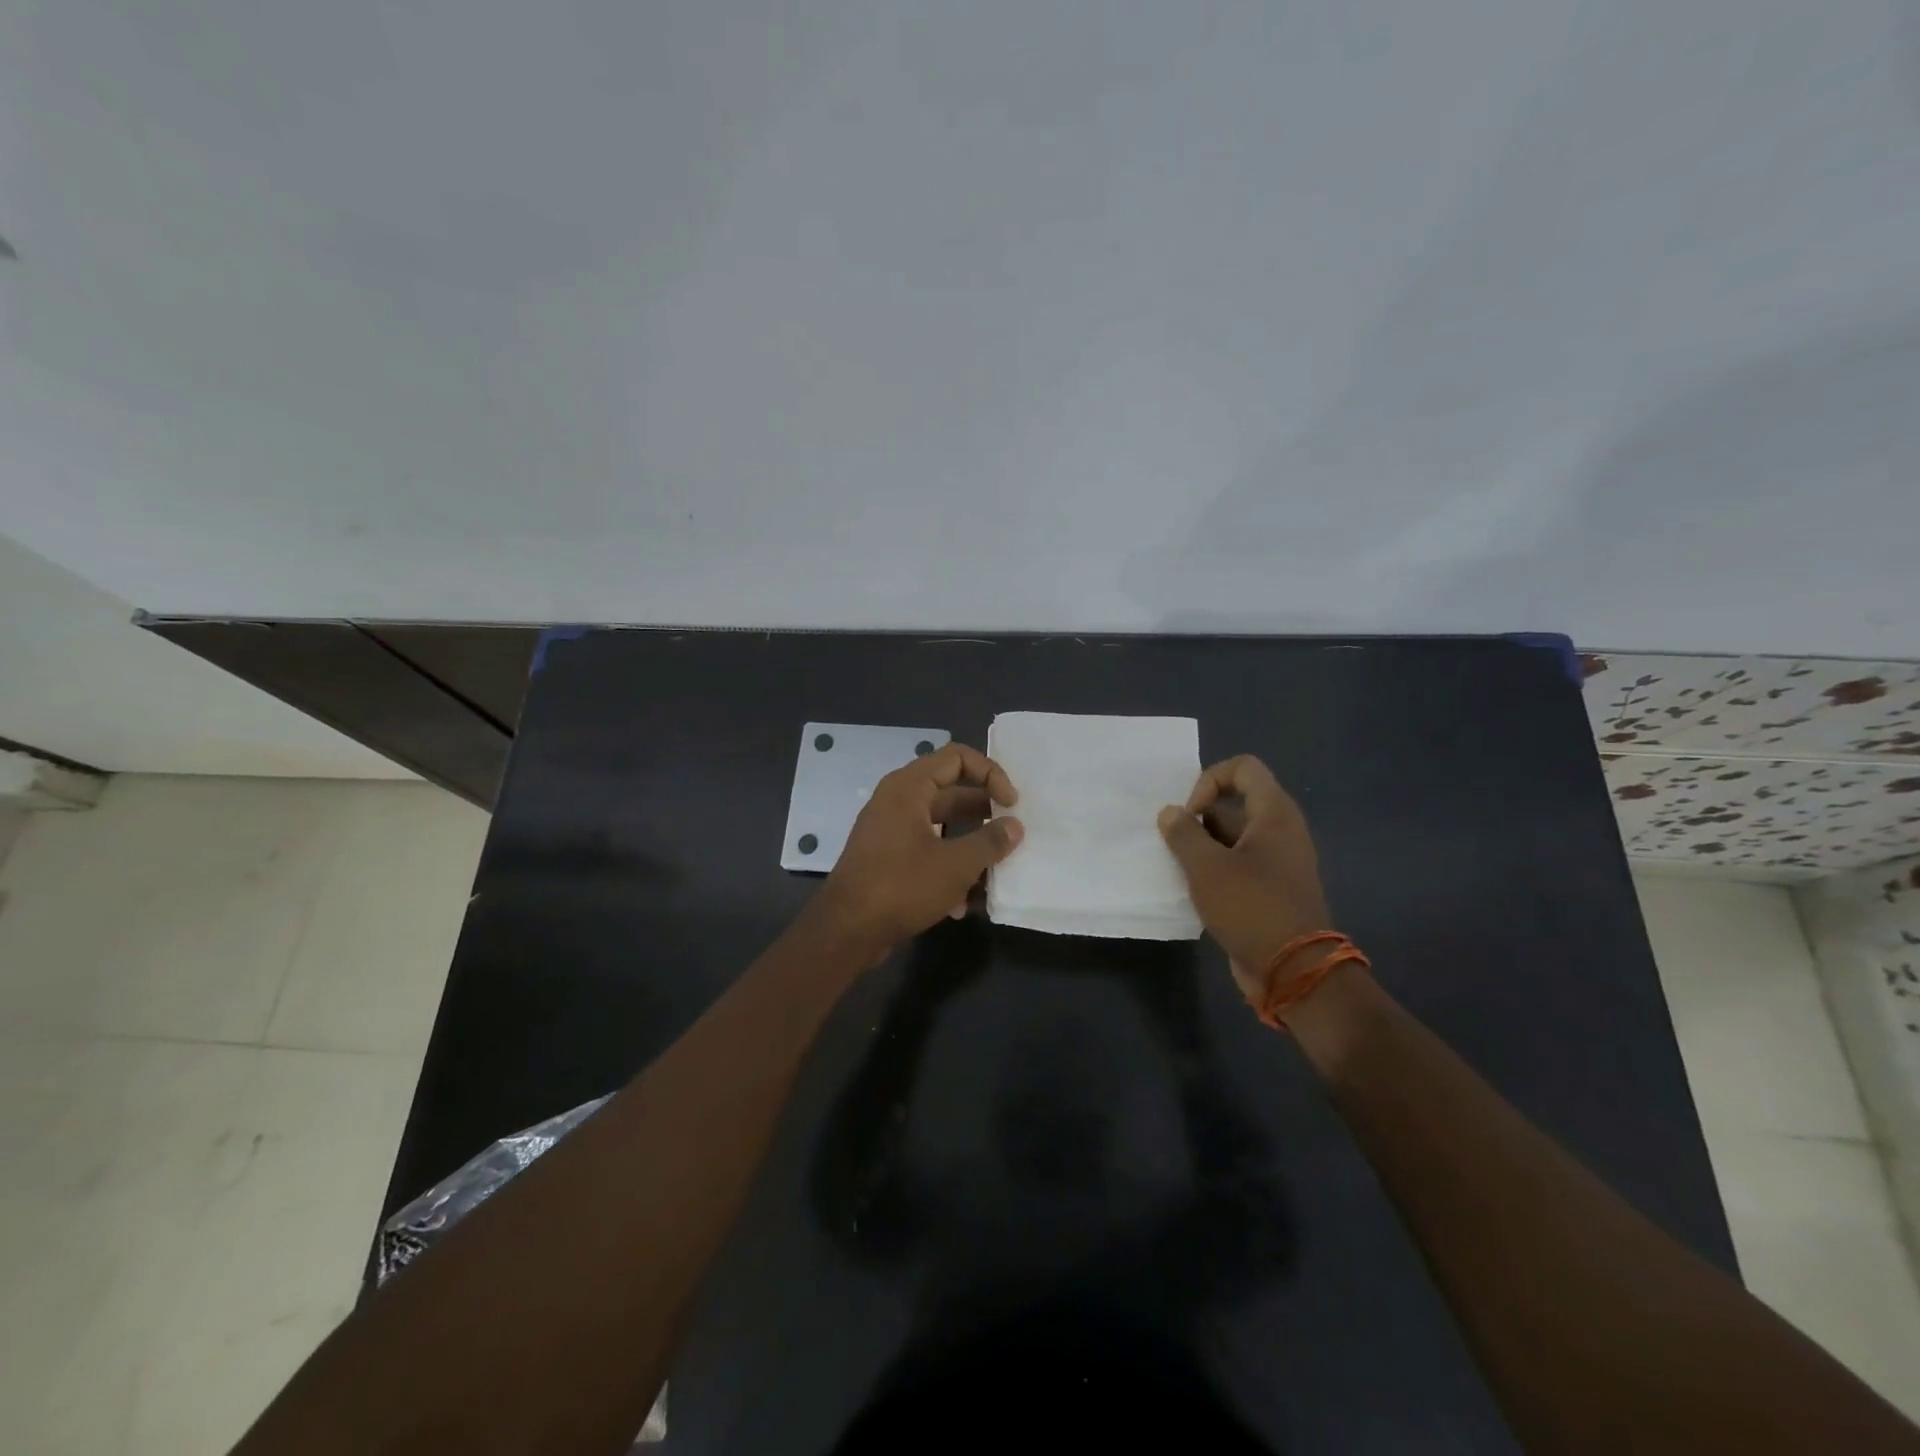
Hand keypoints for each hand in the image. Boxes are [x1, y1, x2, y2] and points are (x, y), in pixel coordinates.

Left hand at [817, 742, 1023, 955]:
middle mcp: (897, 801)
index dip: (991, 773)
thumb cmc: (902, 886)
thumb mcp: (956, 865)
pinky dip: (947, 868)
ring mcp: (890, 831)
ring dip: (969, 846)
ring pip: (941, 827)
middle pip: (951, 792)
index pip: (957, 757)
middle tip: (1011, 832)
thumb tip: (1015, 826)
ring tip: (994, 871)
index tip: (1011, 804)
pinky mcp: (887, 859)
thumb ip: (990, 841)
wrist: (846, 931)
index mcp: (909, 787)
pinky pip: (926, 851)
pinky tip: (962, 903)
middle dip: (984, 812)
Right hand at [1157, 755, 1332, 999]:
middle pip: (1235, 803)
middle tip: (1176, 843)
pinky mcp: (1271, 889)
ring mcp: (1278, 862)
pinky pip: (1238, 864)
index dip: (1210, 780)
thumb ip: (1183, 833)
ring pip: (1233, 836)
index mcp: (1274, 814)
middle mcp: (1281, 831)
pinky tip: (1192, 890)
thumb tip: (1170, 812)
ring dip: (1202, 846)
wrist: (1294, 971)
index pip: (1243, 768)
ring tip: (1178, 868)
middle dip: (1199, 818)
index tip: (1192, 814)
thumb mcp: (1207, 867)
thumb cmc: (1251, 907)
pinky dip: (1214, 869)